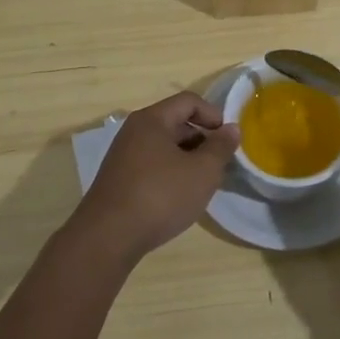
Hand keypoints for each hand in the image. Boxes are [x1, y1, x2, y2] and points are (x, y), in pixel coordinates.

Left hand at [69, 91, 238, 264]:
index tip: (228, 139)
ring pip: (164, 146)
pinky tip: (179, 197)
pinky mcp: (119, 179)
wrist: (108, 237)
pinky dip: (171, 173)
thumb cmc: (160, 196)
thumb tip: (231, 129)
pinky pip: (152, 165)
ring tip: (202, 183)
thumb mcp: (202, 172)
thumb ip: (220, 147)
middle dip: (202, 139)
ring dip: (187, 159)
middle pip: (175, 122)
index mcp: (152, 120)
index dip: (213, 115)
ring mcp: (123, 155)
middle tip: (219, 164)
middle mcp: (134, 131)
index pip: (189, 101)